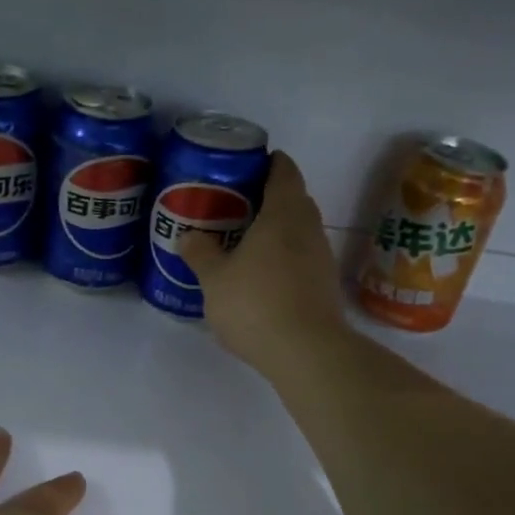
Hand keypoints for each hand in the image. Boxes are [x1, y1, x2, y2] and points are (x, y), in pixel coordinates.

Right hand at [178, 150, 349, 376]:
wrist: (307, 352)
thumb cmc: (256, 303)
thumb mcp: (213, 279)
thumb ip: (200, 253)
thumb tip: (188, 236)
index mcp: (283, 213)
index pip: (284, 171)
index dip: (269, 162)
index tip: (248, 165)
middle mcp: (309, 227)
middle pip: (294, 199)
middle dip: (269, 197)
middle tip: (236, 205)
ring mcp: (322, 257)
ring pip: (299, 231)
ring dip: (277, 231)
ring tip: (245, 242)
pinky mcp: (325, 285)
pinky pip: (303, 258)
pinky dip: (284, 258)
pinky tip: (262, 276)